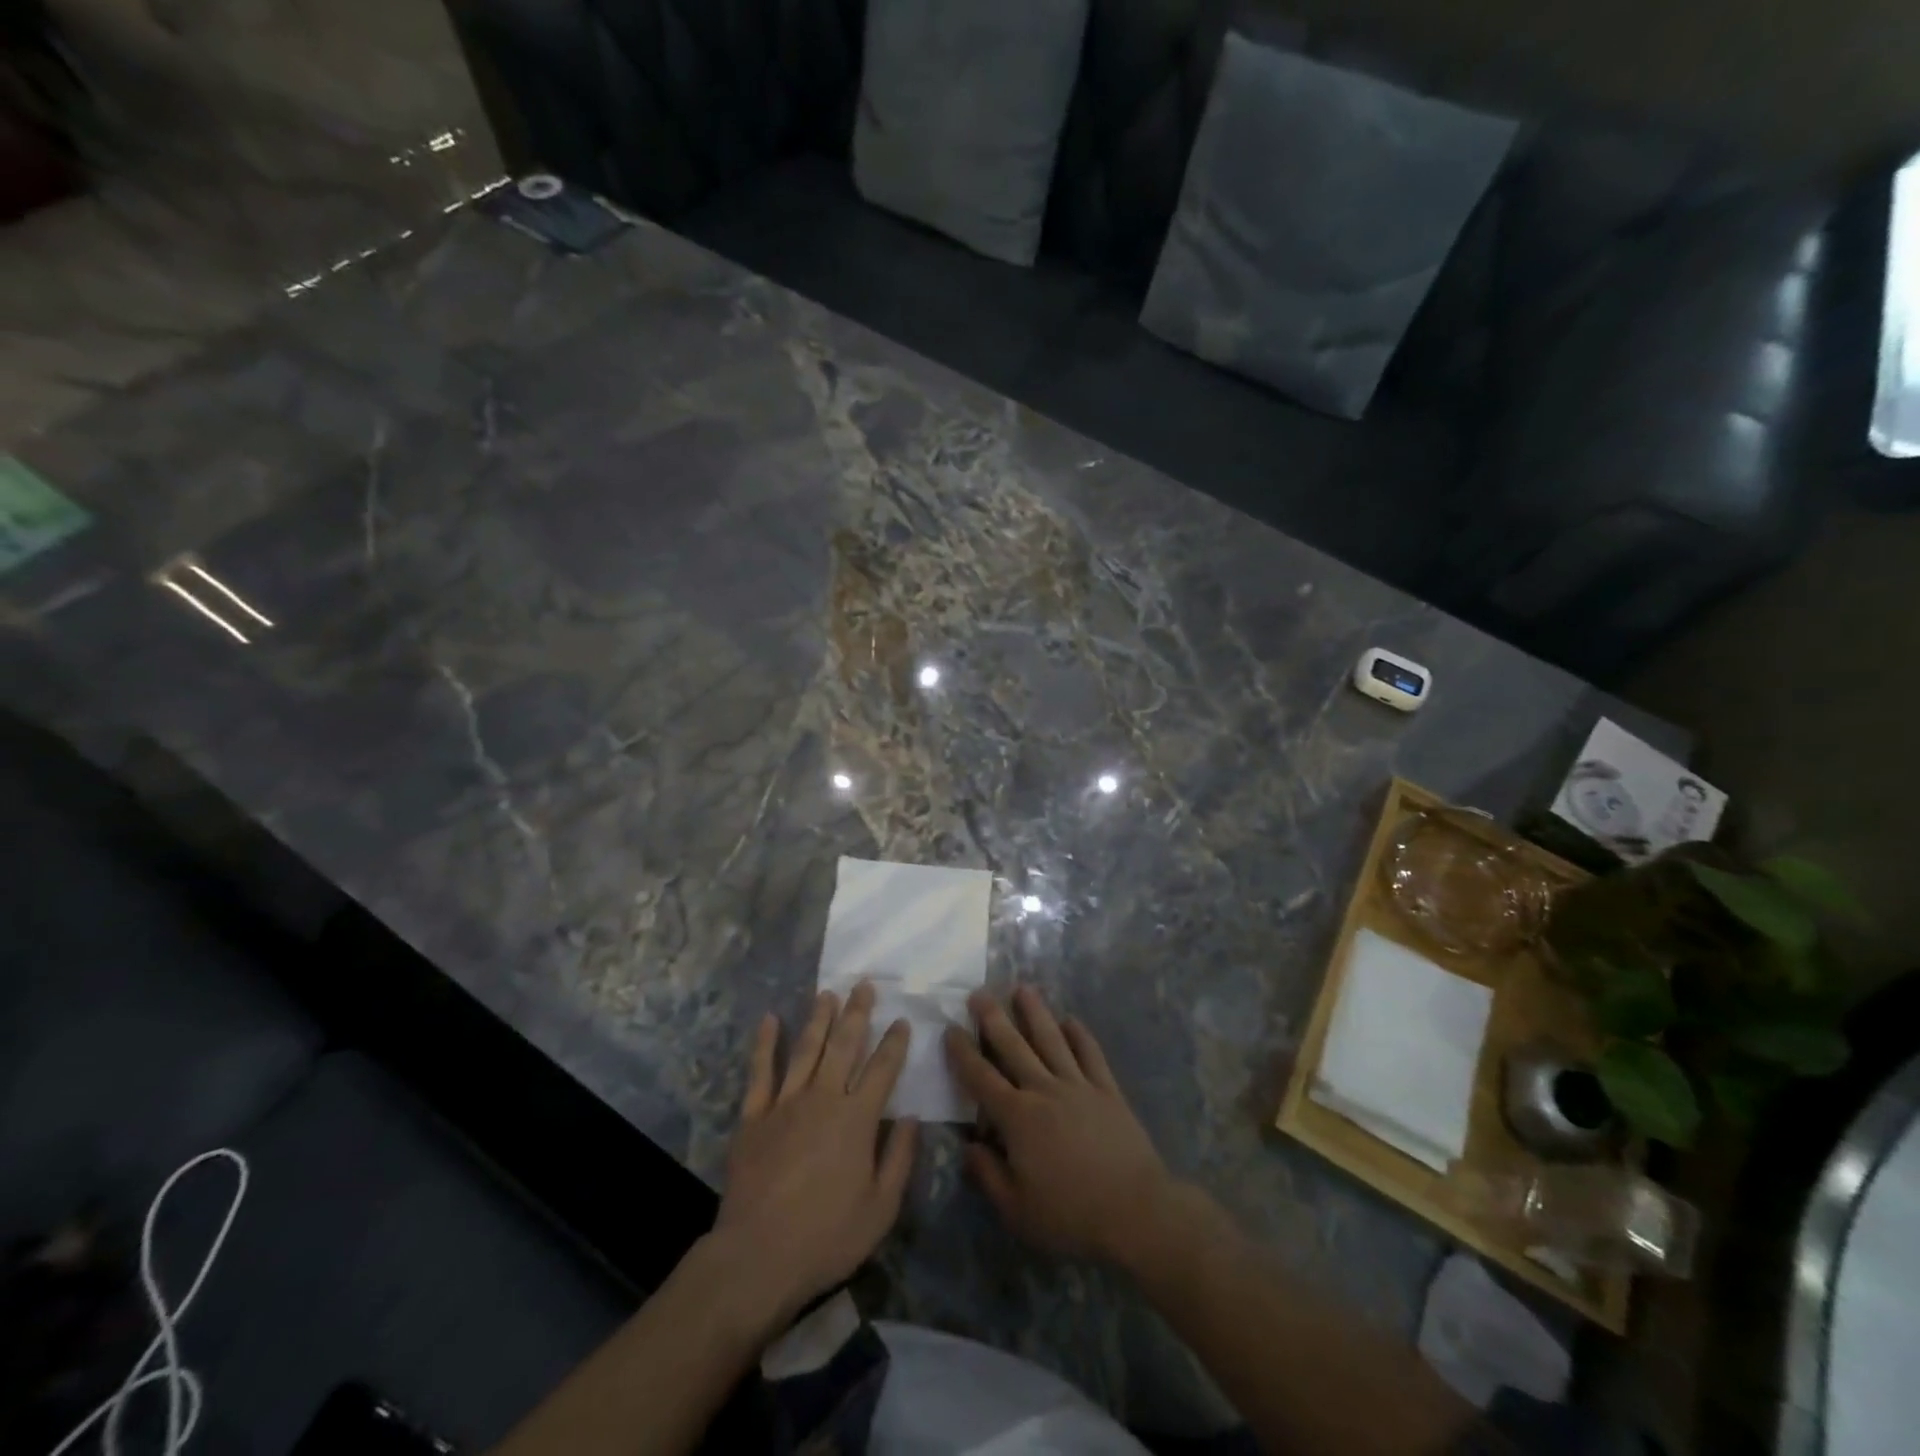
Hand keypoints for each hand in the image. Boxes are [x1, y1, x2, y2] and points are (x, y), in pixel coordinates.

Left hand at [716, 983, 917, 1321]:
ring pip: (806, 1049)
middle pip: (844, 1045)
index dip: (894, 1042)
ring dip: (818, 1018)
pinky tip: (770, 1019)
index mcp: (857, 1118)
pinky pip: (760, 1071)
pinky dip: (765, 1043)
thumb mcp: (881, 1208)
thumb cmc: (827, 1237)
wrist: (757, 1257)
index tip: (902, 1020)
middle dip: (856, 1013)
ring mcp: (785, 1103)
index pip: (883, 1069)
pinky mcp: (753, 1116)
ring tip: (827, 993)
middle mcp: (823, 1098)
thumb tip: (911, 1118)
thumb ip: (899, 1158)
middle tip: (863, 985)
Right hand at [945, 986, 1176, 1265]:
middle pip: (1014, 1047)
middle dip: (993, 1018)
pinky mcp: (1107, 1090)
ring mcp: (1079, 1086)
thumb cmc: (1071, 1216)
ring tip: (1023, 989)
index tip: (950, 1029)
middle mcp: (1044, 1090)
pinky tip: (1072, 1020)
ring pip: (1052, 1040)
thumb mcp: (1017, 1211)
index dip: (963, 1053)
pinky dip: (1080, 1035)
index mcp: (1018, 1118)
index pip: (981, 1078)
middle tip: (979, 992)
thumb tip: (969, 1145)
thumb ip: (988, 1175)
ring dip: (1035, 1013)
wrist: (1136, 1211)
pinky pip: (1091, 1054)